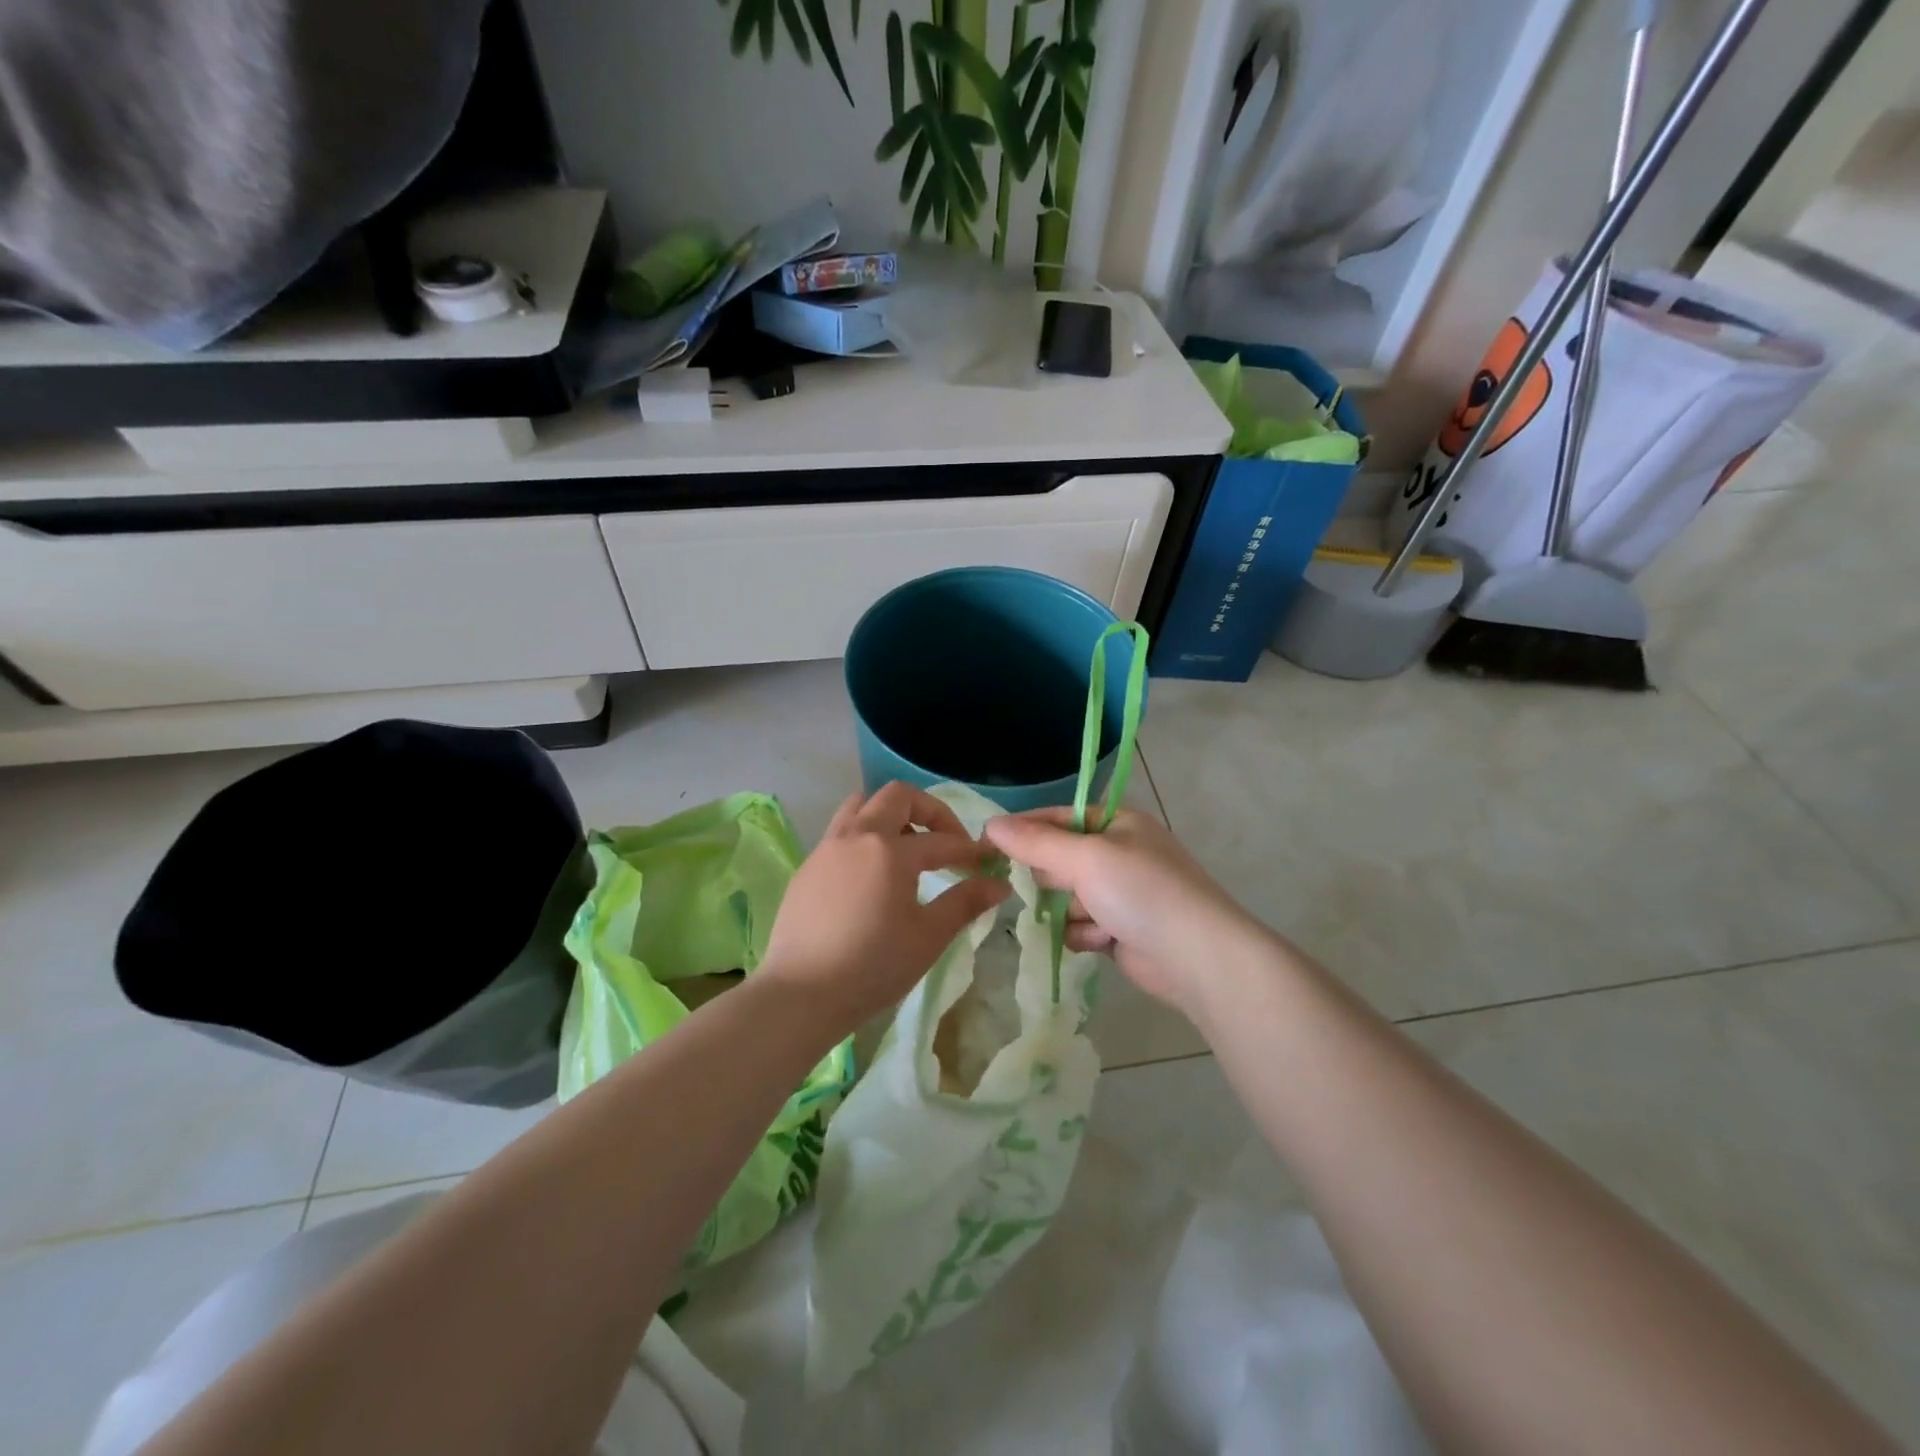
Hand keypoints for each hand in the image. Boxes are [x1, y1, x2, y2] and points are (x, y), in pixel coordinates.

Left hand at [761, 783, 1010, 1027]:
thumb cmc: (872, 966)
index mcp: (890, 850)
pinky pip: (840, 833)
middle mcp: (856, 836)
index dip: (969, 849)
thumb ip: (965, 903)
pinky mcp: (807, 868)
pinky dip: (864, 839)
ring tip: (906, 850)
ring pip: (861, 807)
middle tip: (947, 842)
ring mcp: (826, 849)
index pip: (941, 840)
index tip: (987, 862)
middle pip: (897, 797)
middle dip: (929, 812)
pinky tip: (871, 876)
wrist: (800, 995)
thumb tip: (999, 884)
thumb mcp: (928, 937)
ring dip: (890, 816)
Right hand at [983, 808, 1269, 1017]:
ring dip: (1072, 912)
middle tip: (1065, 887)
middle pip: (1058, 859)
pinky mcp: (1119, 929)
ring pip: (1065, 898)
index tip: (988, 844)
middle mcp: (1118, 853)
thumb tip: (990, 825)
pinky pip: (1079, 926)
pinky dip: (1086, 934)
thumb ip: (1035, 843)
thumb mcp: (1085, 858)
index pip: (1057, 817)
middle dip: (1056, 879)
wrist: (1197, 957)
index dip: (1025, 830)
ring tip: (1096, 921)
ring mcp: (1120, 893)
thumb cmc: (1142, 892)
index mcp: (1117, 823)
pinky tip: (1104, 941)